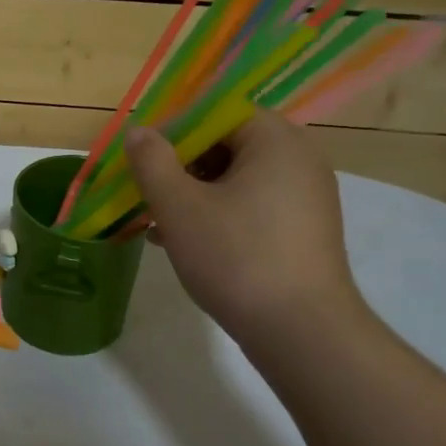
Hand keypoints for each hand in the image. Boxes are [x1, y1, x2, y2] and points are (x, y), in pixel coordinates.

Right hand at [124, 112, 360, 339]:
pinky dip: (217, 214)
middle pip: (226, 144)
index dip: (173, 130)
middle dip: (180, 166)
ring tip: (156, 221)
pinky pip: (252, 205)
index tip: (142, 158)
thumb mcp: (178, 206)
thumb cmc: (236, 257)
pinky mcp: (304, 230)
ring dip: (193, 193)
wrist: (302, 333)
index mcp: (275, 140)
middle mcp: (299, 159)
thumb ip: (152, 161)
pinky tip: (182, 241)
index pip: (216, 112)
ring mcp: (306, 197)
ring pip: (236, 178)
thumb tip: (139, 132)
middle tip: (146, 191)